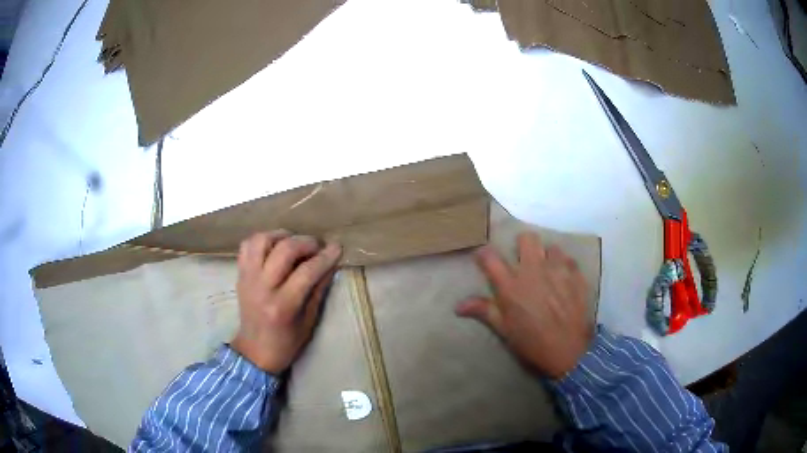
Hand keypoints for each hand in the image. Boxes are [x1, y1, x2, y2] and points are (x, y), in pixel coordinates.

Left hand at [231, 231, 341, 373]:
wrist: (255, 351)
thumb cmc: (286, 343)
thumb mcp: (309, 322)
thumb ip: (318, 291)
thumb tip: (330, 264)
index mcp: (283, 306)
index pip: (307, 272)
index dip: (325, 257)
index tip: (337, 247)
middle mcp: (262, 288)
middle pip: (284, 250)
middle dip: (306, 242)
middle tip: (317, 246)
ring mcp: (248, 279)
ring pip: (261, 241)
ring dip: (281, 235)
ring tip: (294, 241)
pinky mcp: (240, 275)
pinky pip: (247, 246)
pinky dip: (262, 240)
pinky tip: (274, 246)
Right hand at [455, 232, 593, 378]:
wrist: (569, 352)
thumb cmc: (532, 343)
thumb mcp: (505, 330)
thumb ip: (484, 311)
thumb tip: (458, 306)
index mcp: (511, 286)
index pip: (490, 257)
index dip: (484, 254)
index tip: (484, 258)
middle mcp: (534, 271)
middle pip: (526, 238)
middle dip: (522, 244)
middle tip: (523, 259)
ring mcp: (558, 271)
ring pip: (551, 247)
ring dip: (547, 257)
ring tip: (548, 271)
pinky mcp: (576, 275)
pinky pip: (569, 260)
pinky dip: (565, 267)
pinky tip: (564, 280)